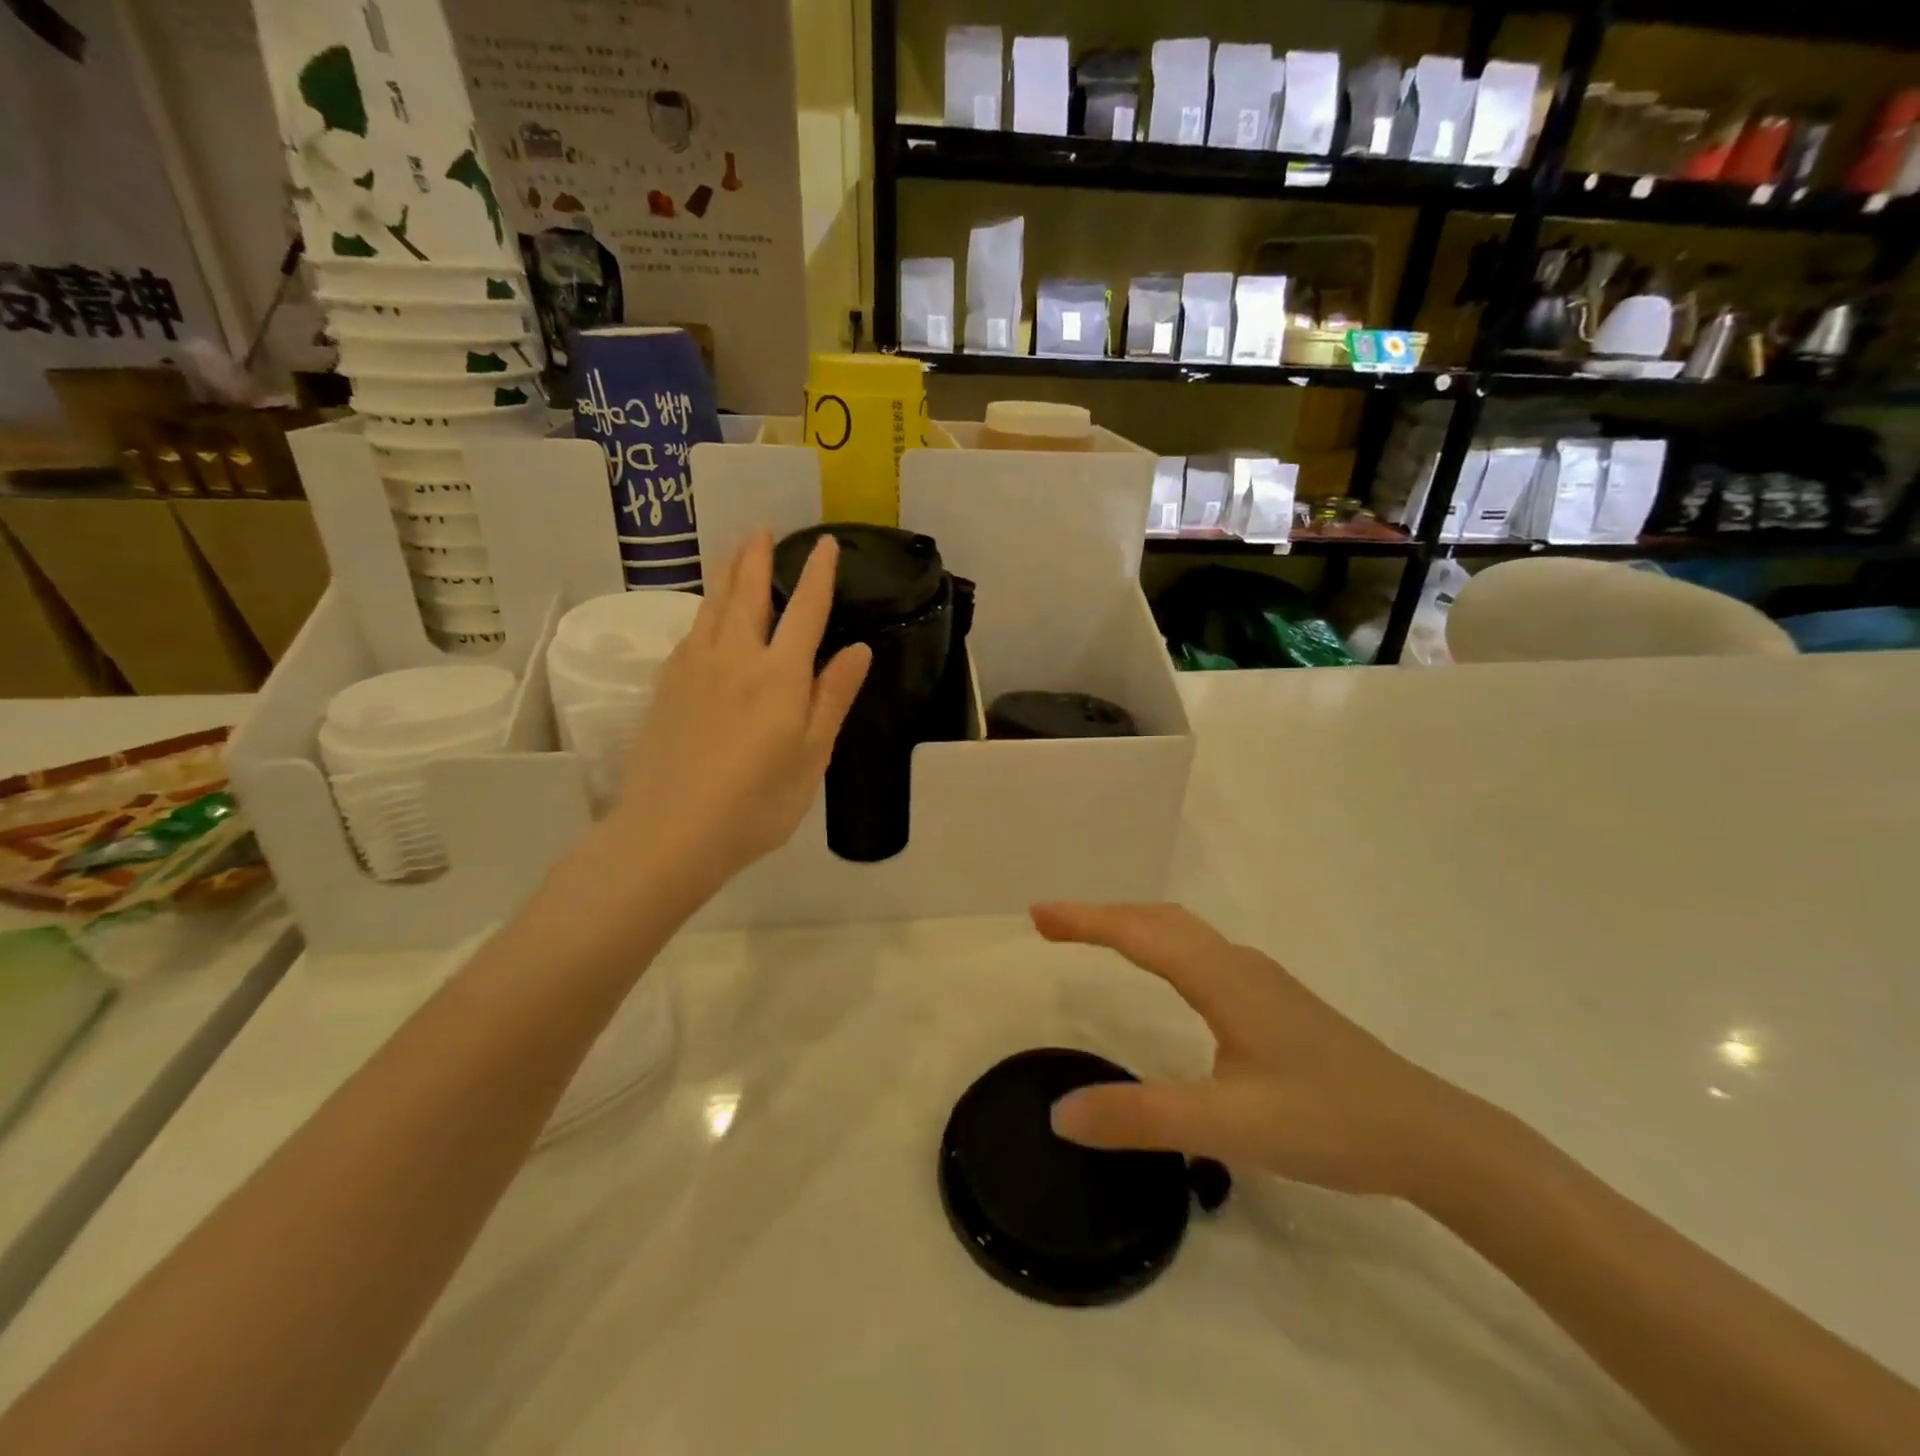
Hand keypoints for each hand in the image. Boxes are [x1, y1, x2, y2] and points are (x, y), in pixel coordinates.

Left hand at [609, 529, 869, 891]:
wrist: (671, 831)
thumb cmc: (757, 802)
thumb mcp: (811, 755)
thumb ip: (832, 697)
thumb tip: (859, 649)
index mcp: (779, 675)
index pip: (805, 611)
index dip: (818, 575)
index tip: (826, 544)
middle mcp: (735, 658)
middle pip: (748, 595)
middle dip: (758, 559)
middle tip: (761, 529)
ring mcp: (694, 669)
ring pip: (712, 607)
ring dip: (726, 575)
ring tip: (733, 551)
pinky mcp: (666, 687)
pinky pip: (690, 632)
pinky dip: (703, 611)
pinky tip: (704, 615)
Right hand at [1034, 902, 1482, 1199]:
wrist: (1428, 1134)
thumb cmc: (1328, 1121)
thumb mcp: (1228, 1128)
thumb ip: (1142, 1119)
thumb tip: (1060, 1113)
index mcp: (1223, 979)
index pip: (1140, 933)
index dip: (1086, 920)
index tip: (1038, 916)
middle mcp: (1239, 966)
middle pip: (1160, 920)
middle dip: (1102, 914)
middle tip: (1051, 924)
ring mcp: (1261, 981)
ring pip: (1184, 932)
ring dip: (1133, 924)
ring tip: (1094, 936)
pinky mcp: (1275, 1002)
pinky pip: (1201, 952)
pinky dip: (1161, 944)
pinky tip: (1165, 973)